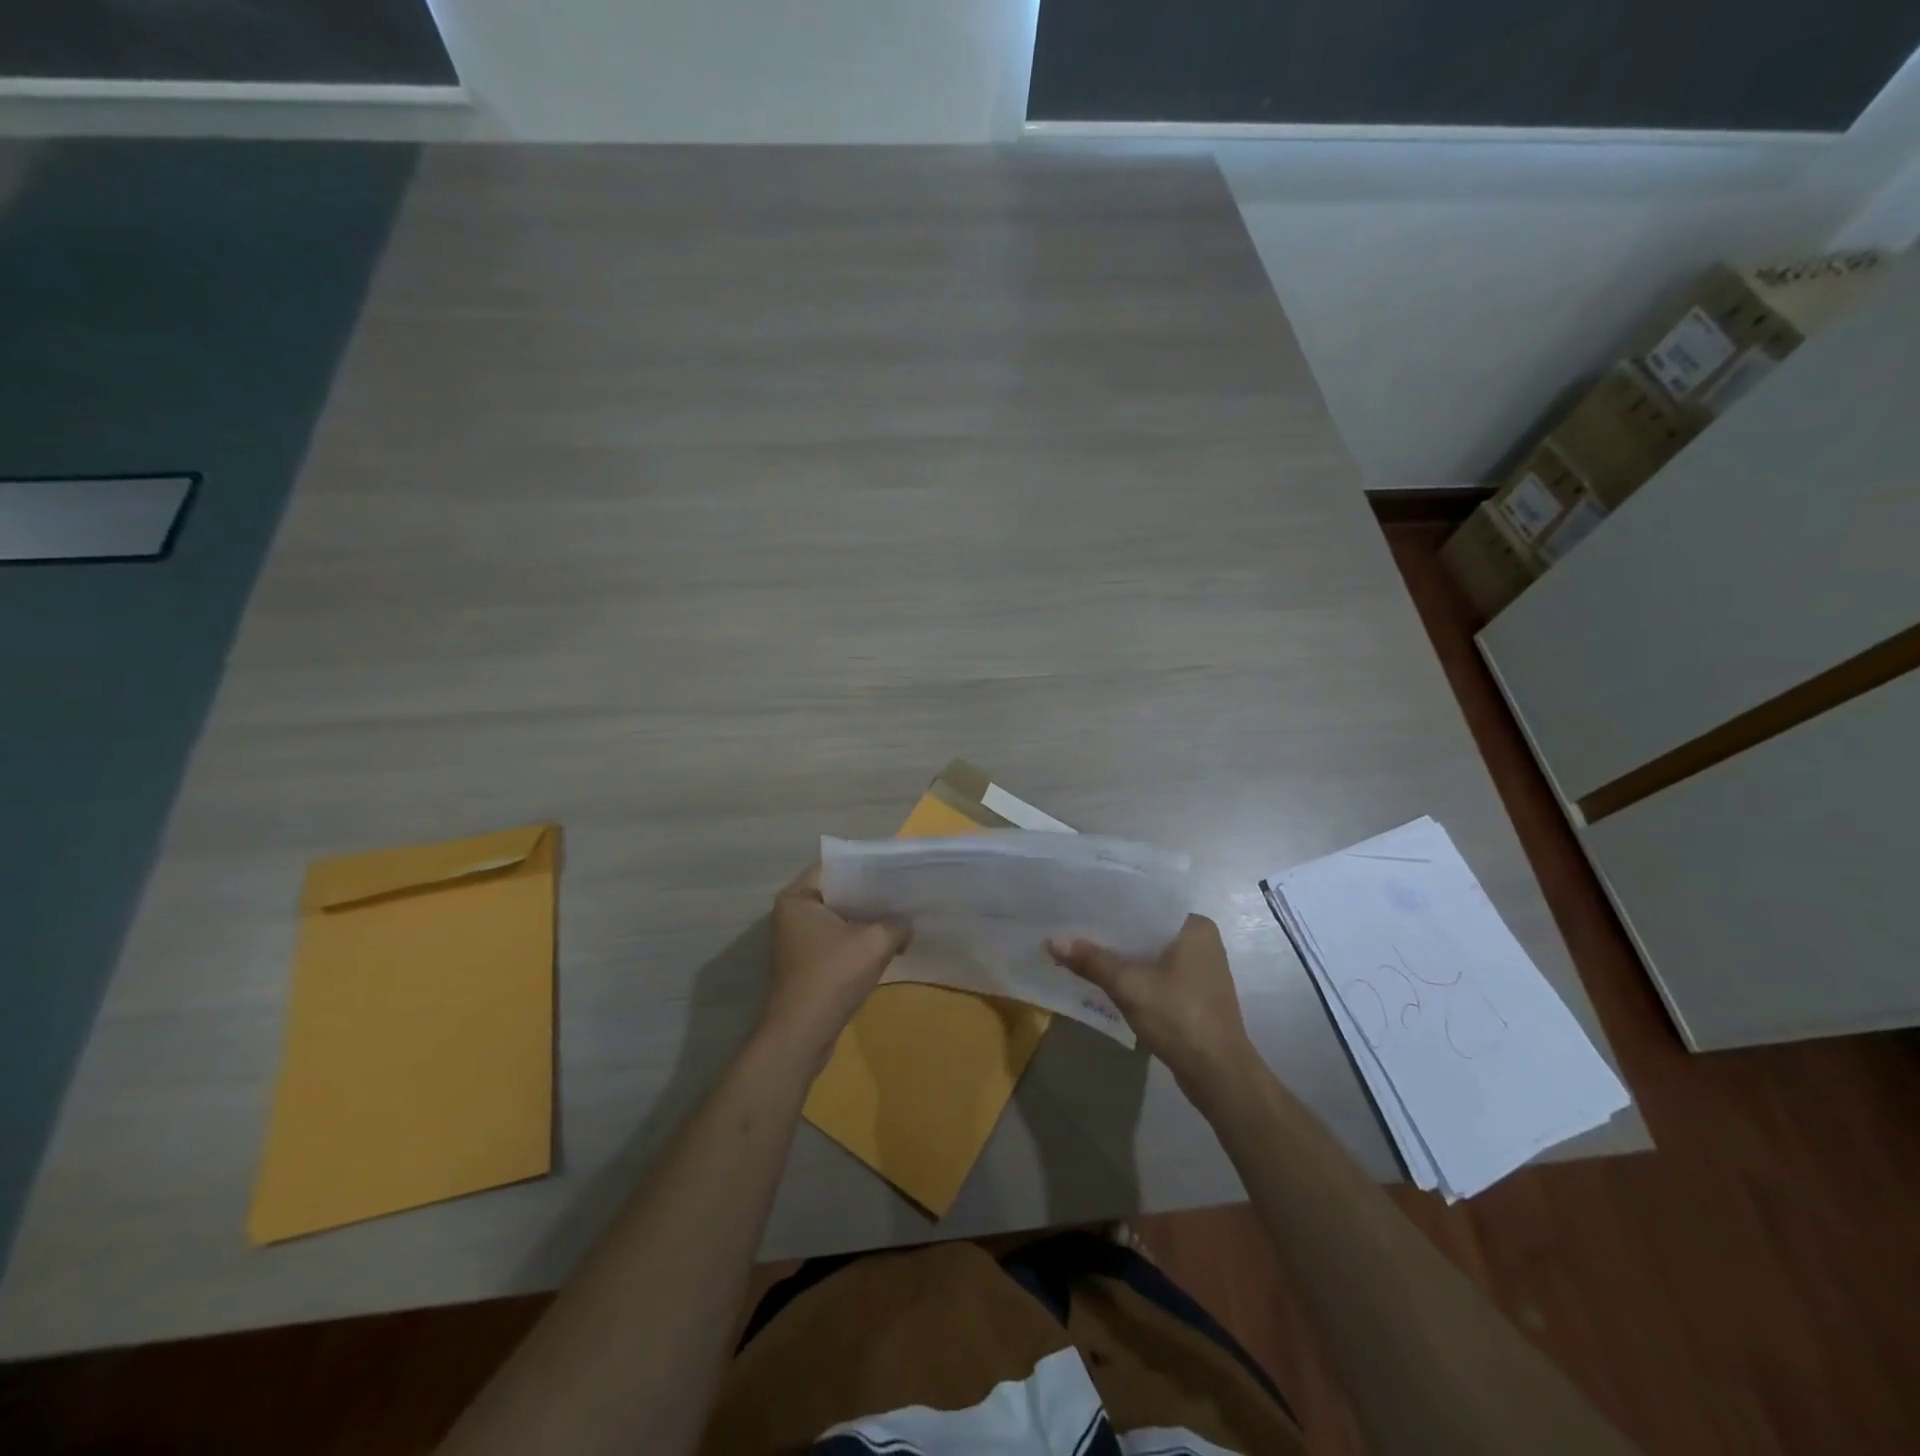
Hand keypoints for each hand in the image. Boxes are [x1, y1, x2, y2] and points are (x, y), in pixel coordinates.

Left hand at [764, 864, 910, 1060]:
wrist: (803, 1034)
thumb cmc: (833, 976)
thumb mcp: (875, 942)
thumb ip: (896, 924)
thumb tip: (906, 924)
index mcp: (798, 898)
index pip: (834, 867)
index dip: (866, 866)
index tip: (894, 870)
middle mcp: (792, 914)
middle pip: (837, 893)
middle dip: (869, 894)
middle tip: (903, 891)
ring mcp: (796, 942)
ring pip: (838, 920)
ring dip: (865, 921)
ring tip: (900, 915)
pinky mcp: (805, 965)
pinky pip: (836, 942)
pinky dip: (857, 942)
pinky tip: (886, 944)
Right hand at [1049, 915, 1256, 1098]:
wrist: (1217, 1075)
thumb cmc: (1179, 1017)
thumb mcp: (1129, 985)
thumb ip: (1092, 961)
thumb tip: (1052, 941)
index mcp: (1195, 926)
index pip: (1147, 902)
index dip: (1113, 903)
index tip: (1081, 900)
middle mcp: (1201, 941)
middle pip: (1147, 928)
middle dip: (1113, 931)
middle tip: (1074, 923)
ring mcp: (1200, 970)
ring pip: (1151, 952)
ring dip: (1122, 954)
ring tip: (1081, 946)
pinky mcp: (1194, 994)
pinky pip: (1157, 972)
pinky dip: (1134, 973)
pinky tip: (1105, 975)